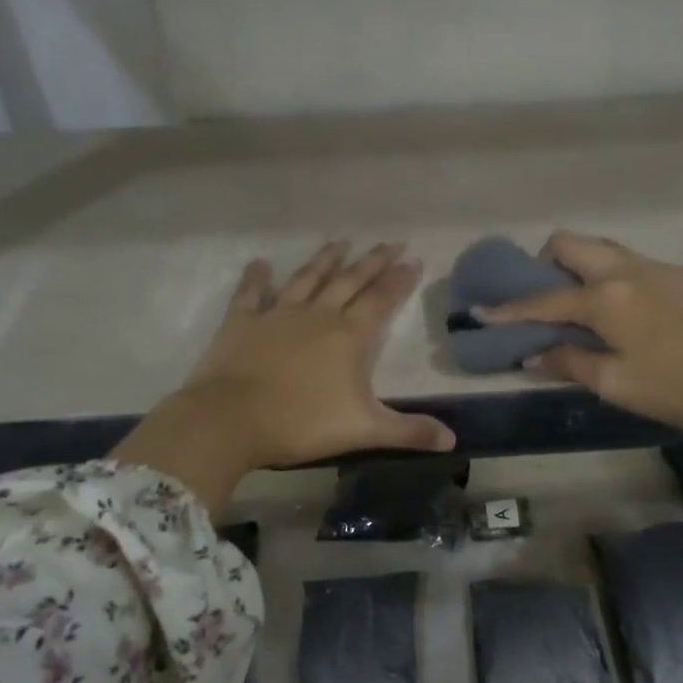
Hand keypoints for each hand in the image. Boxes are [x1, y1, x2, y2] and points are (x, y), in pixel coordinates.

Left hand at [111, 242, 454, 510]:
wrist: (230, 419)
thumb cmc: (300, 423)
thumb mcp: (363, 430)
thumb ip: (408, 431)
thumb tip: (452, 440)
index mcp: (349, 335)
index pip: (382, 300)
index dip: (400, 280)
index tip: (414, 260)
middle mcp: (318, 315)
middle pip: (351, 280)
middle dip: (373, 261)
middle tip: (391, 242)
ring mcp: (278, 314)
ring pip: (308, 278)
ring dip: (326, 259)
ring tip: (341, 242)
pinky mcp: (243, 321)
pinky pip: (251, 293)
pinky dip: (256, 278)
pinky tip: (260, 263)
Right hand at [476, 231, 682, 434]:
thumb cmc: (680, 387)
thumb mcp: (617, 384)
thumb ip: (569, 362)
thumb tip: (532, 353)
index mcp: (605, 297)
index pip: (543, 299)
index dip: (508, 309)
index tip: (481, 312)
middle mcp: (627, 269)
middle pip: (571, 243)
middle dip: (544, 261)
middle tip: (543, 294)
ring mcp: (660, 266)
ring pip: (606, 248)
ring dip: (582, 266)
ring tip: (582, 303)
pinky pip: (638, 265)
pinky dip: (619, 279)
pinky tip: (635, 315)